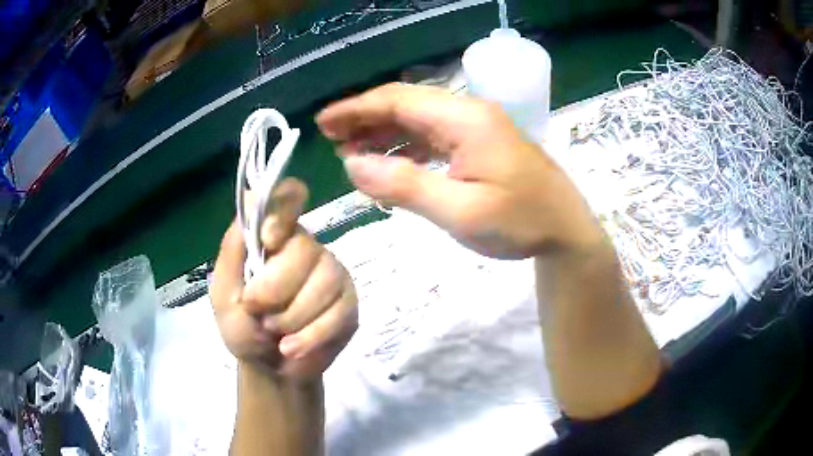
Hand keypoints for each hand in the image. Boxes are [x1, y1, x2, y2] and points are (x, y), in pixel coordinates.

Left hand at [210, 178, 357, 380]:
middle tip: (259, 314)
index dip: (283, 211)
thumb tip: (251, 201)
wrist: (269, 368)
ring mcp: (332, 274)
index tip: (269, 240)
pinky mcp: (349, 304)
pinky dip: (309, 337)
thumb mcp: (224, 292)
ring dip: (291, 318)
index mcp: (275, 237)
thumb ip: (233, 250)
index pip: (289, 199)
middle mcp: (307, 248)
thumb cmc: (241, 326)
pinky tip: (292, 348)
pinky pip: (337, 314)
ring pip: (323, 283)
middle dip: (275, 290)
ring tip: (275, 334)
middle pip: (304, 249)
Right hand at [316, 83, 602, 259]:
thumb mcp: (461, 212)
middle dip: (365, 118)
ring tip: (351, 151)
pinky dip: (406, 147)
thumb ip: (405, 186)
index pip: (398, 101)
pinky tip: (389, 163)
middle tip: (330, 137)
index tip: (323, 122)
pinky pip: (433, 137)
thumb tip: (352, 165)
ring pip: (418, 120)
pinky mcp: (480, 144)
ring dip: (383, 132)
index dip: (356, 109)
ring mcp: (476, 128)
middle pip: (406, 104)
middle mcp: (469, 114)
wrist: (566, 231)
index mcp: (466, 119)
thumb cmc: (520, 223)